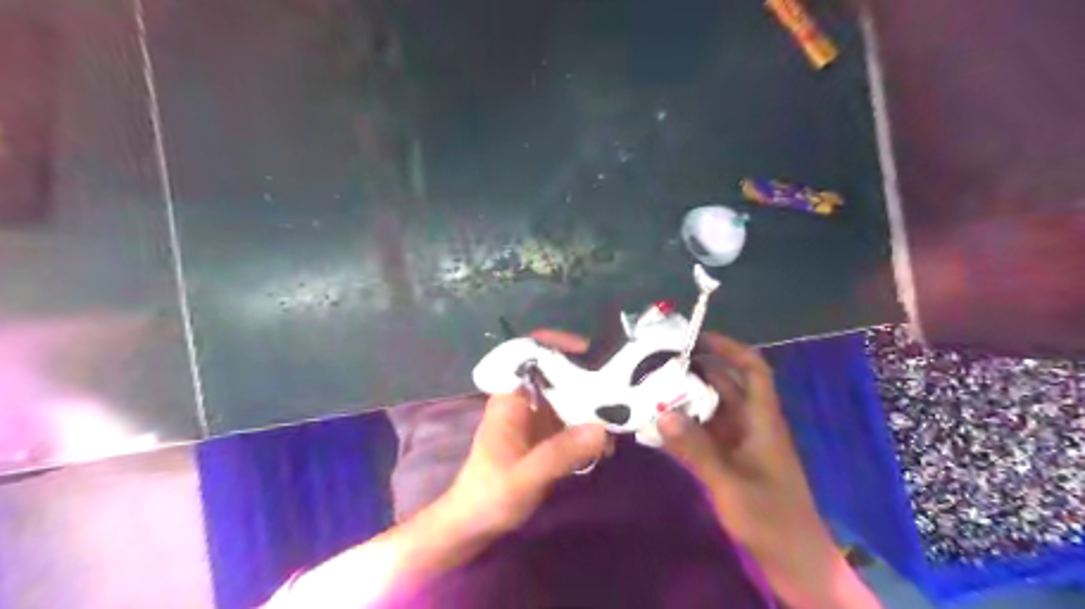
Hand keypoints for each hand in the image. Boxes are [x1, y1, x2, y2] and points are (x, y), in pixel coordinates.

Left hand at [439, 334, 609, 538]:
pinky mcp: (547, 437)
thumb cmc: (489, 496)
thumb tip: (602, 429)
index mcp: (509, 398)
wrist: (474, 525)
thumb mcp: (525, 477)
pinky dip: (590, 428)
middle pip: (557, 373)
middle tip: (621, 385)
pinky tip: (607, 445)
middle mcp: (525, 401)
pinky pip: (573, 422)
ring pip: (569, 397)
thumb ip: (560, 453)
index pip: (528, 353)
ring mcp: (537, 419)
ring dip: (593, 405)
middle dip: (587, 376)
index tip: (589, 350)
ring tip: (620, 419)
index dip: (556, 344)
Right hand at [651, 334, 880, 608]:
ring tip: (651, 389)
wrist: (794, 563)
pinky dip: (684, 427)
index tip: (697, 337)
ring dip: (686, 399)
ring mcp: (740, 444)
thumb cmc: (770, 519)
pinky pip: (704, 435)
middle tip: (658, 363)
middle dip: (696, 371)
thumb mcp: (730, 484)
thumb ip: (696, 449)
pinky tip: (658, 426)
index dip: (730, 348)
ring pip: (712, 410)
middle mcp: (752, 425)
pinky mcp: (730, 462)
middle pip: (726, 386)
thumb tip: (661, 412)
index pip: (753, 370)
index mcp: (763, 421)